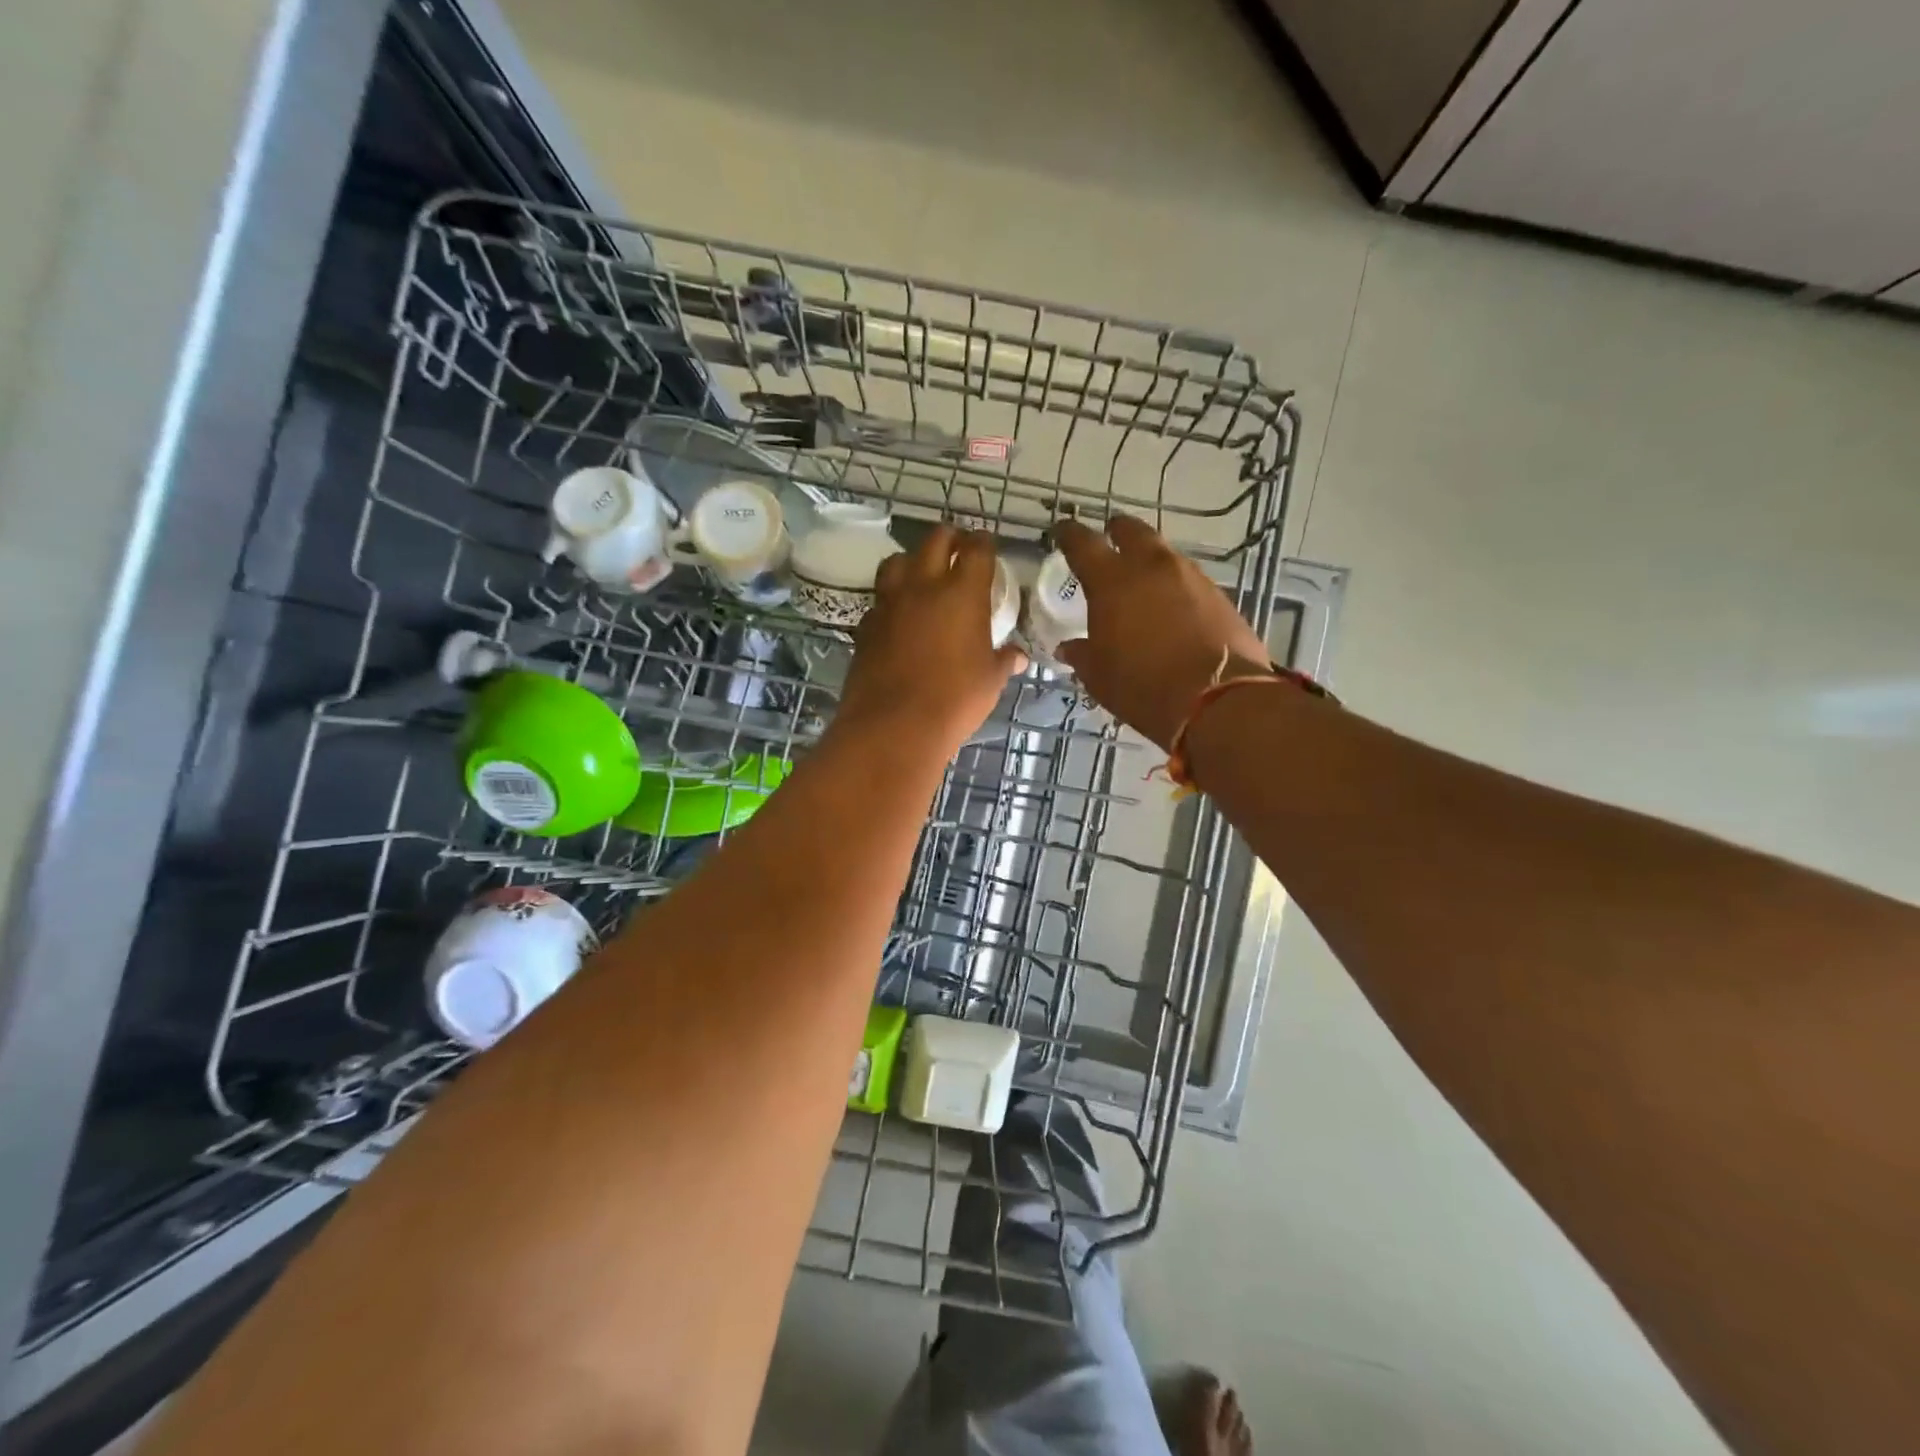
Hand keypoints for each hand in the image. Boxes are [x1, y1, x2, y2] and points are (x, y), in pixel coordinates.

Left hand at [839, 525, 1024, 752]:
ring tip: (922, 576)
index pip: (977, 549)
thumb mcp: (990, 681)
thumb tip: (1017, 657)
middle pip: (935, 540)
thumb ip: (1003, 661)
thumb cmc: (954, 700)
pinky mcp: (866, 625)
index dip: (984, 542)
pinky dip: (891, 600)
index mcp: (962, 593)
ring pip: (897, 561)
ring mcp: (889, 604)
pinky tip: (898, 617)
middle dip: (950, 538)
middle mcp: (923, 587)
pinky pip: (879, 600)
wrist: (894, 725)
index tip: (987, 545)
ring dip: (912, 561)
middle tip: (959, 548)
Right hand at [1054, 516, 1270, 749]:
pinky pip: (1188, 579)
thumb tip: (1069, 647)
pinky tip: (1171, 606)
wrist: (1218, 701)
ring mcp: (1190, 577)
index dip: (1069, 534)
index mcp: (1112, 581)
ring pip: (1163, 554)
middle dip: (1116, 532)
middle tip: (1108, 539)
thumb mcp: (1100, 676)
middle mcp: (1151, 567)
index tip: (1062, 531)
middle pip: (1131, 531)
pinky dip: (1174, 585)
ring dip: (1148, 560)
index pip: (1083, 543)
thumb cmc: (1143, 687)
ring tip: (1141, 579)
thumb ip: (1082, 654)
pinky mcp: (1219, 595)